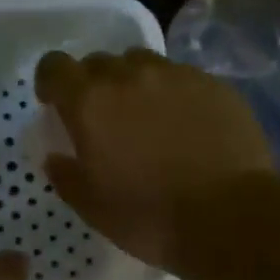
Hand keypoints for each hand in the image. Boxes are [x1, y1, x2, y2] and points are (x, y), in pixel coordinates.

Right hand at [34, 49, 275, 271]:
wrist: (229, 217)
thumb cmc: (147, 215)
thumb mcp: (90, 205)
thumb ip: (65, 174)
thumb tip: (55, 156)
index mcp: (90, 103)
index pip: (55, 66)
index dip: (50, 81)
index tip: (55, 103)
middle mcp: (129, 76)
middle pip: (99, 62)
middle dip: (93, 84)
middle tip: (103, 118)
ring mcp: (176, 76)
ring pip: (141, 64)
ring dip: (133, 83)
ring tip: (145, 115)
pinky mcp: (213, 85)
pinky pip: (180, 77)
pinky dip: (172, 93)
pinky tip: (184, 125)